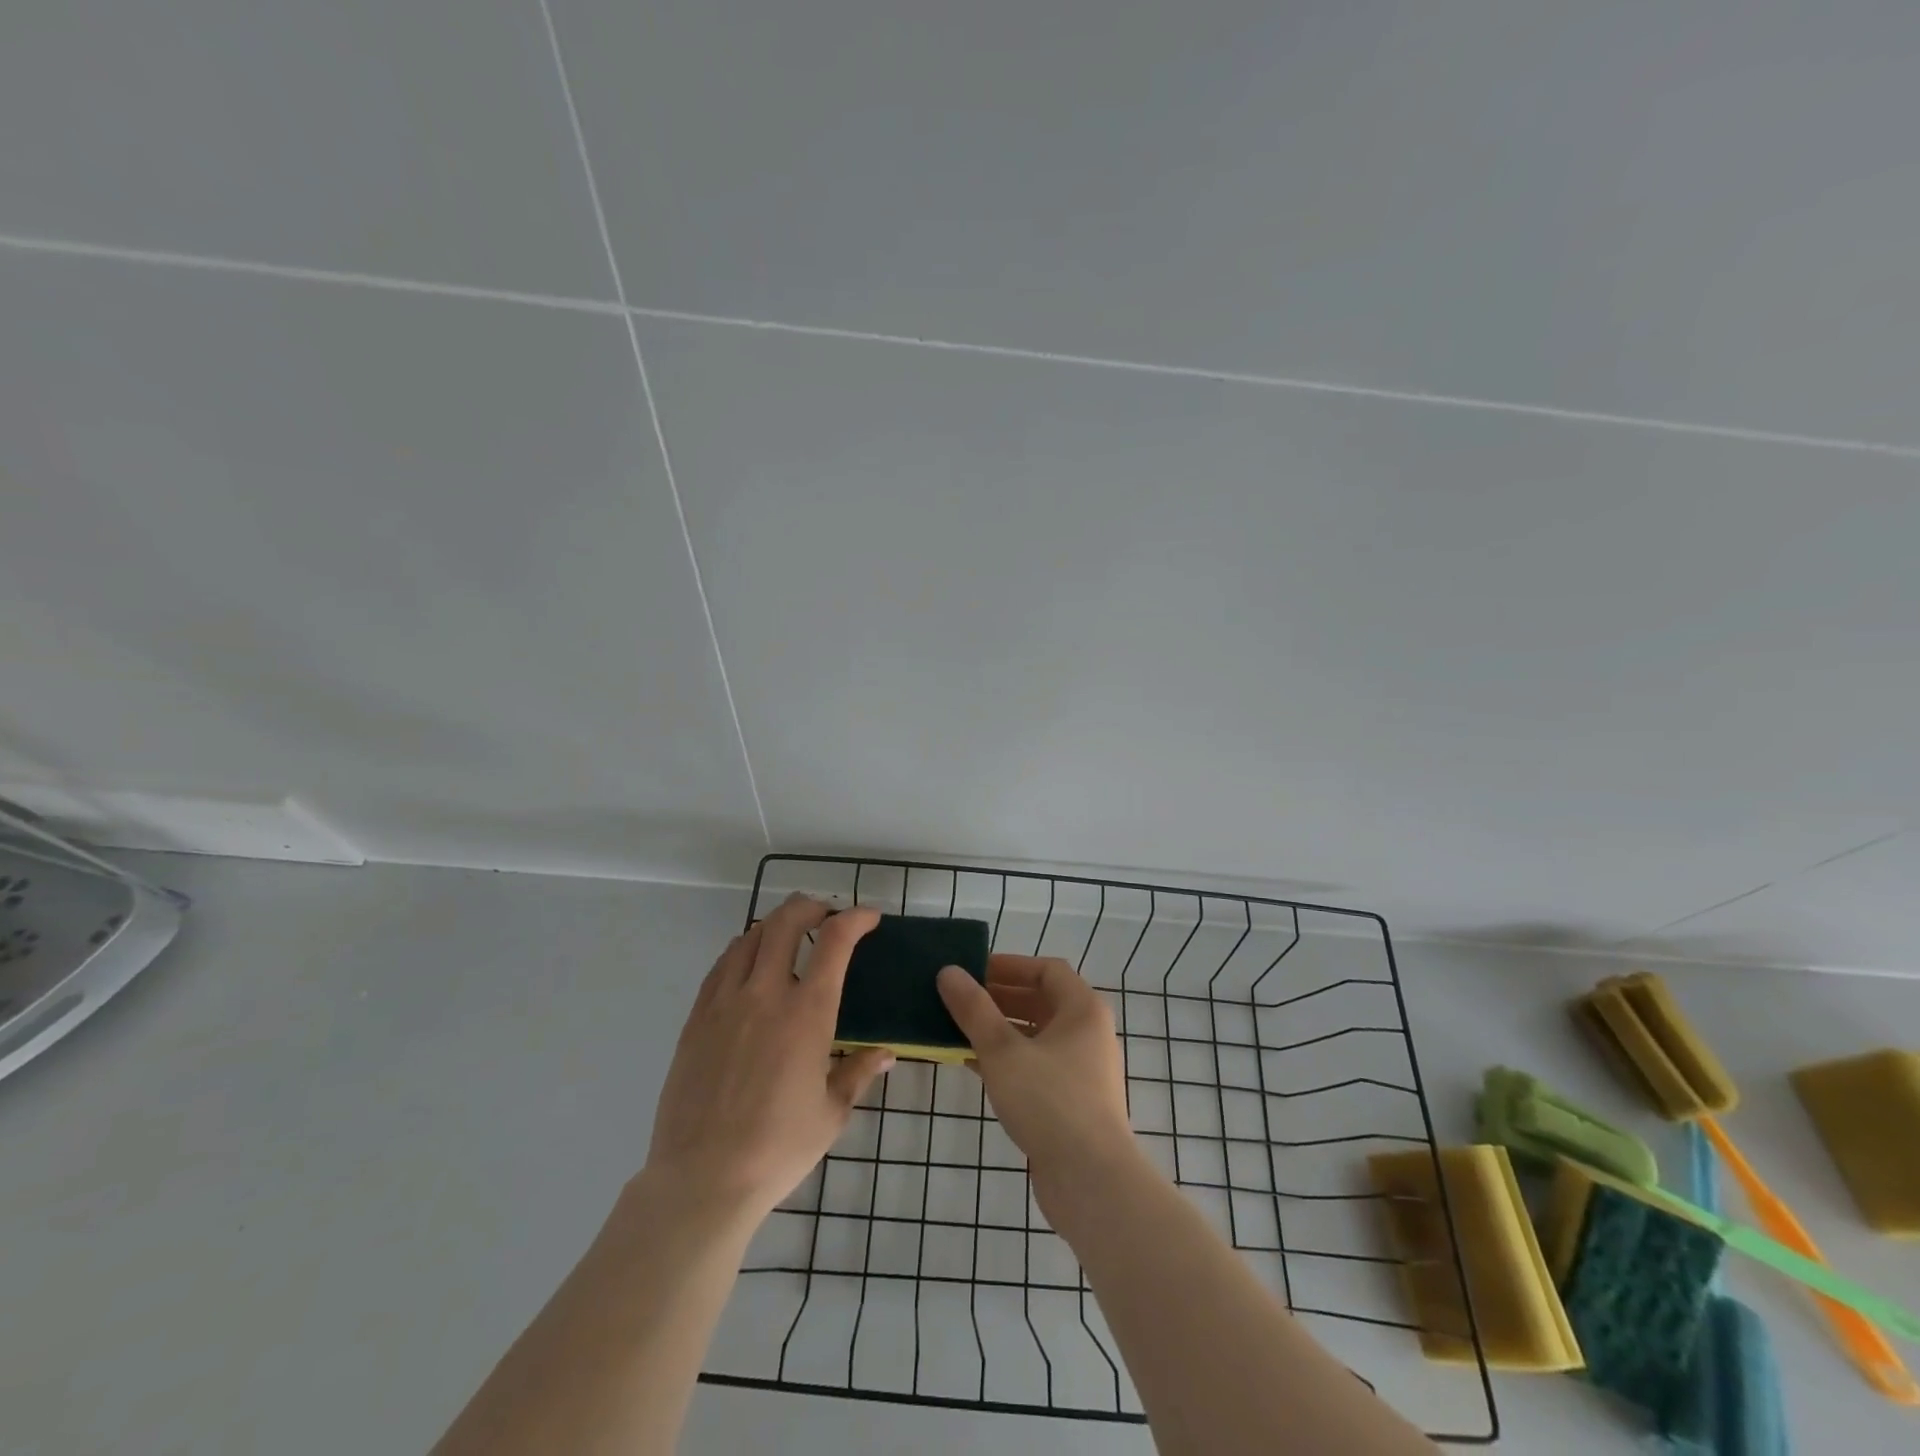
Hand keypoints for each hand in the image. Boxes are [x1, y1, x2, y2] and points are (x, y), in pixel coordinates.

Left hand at [643, 896, 892, 1220]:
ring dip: (776, 925)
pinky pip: (721, 965)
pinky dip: (743, 951)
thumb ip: (858, 1072)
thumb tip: (886, 1053)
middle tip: (827, 914)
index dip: (856, 919)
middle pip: (786, 922)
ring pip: (750, 938)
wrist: (702, 1179)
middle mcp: (765, 994)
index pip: (835, 941)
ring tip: (790, 936)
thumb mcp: (832, 1113)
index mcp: (807, 1013)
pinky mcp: (697, 1018)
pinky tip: (750, 966)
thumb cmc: (777, 1149)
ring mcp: (725, 1002)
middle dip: (811, 907)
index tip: (869, 917)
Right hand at [937, 955, 1138, 1210]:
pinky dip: (1007, 1060)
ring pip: (1035, 1036)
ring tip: (957, 1030)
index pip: (1046, 970)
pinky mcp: (1071, 1102)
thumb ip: (974, 1009)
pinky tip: (972, 1065)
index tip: (973, 971)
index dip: (1009, 966)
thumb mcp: (1003, 1051)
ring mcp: (1082, 1070)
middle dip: (998, 998)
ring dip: (999, 1030)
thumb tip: (948, 972)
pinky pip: (1035, 1066)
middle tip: (958, 1000)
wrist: (1091, 1182)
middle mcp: (1088, 1033)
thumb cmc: (1050, 1102)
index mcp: (1082, 1009)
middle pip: (1041, 1001)